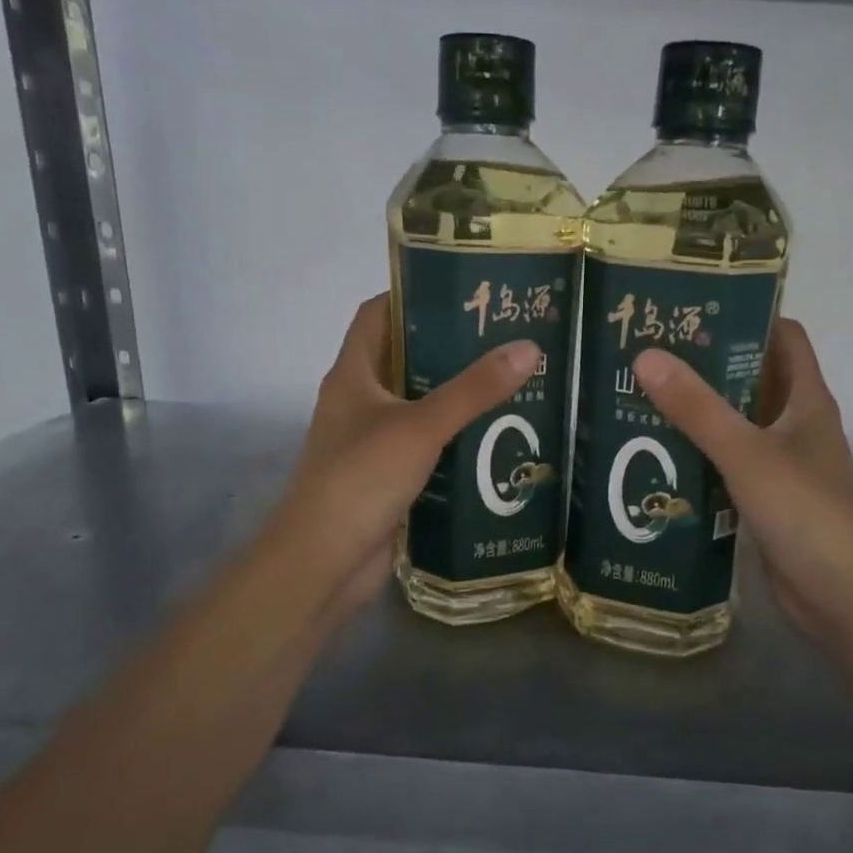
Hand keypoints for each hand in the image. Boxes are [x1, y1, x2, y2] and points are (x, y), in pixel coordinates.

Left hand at [262, 294, 539, 627]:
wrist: (324, 561)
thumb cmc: (361, 479)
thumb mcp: (421, 426)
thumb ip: (473, 389)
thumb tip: (528, 348)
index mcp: (353, 375)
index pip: (378, 315)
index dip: (415, 296)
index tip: (466, 291)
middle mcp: (359, 403)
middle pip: (406, 360)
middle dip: (451, 349)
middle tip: (506, 339)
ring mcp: (372, 443)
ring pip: (420, 407)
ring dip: (458, 398)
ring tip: (513, 384)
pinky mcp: (388, 479)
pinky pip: (427, 448)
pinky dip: (456, 441)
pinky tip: (496, 441)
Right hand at [631, 319, 852, 657]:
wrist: (842, 597)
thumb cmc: (805, 513)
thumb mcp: (747, 454)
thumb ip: (698, 408)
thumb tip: (646, 356)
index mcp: (807, 400)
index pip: (782, 336)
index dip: (745, 315)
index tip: (691, 308)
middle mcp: (797, 426)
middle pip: (752, 379)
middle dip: (706, 365)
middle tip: (647, 354)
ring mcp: (782, 465)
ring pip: (736, 425)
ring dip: (698, 414)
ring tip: (639, 398)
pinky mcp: (766, 500)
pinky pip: (728, 465)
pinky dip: (699, 456)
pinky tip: (657, 458)